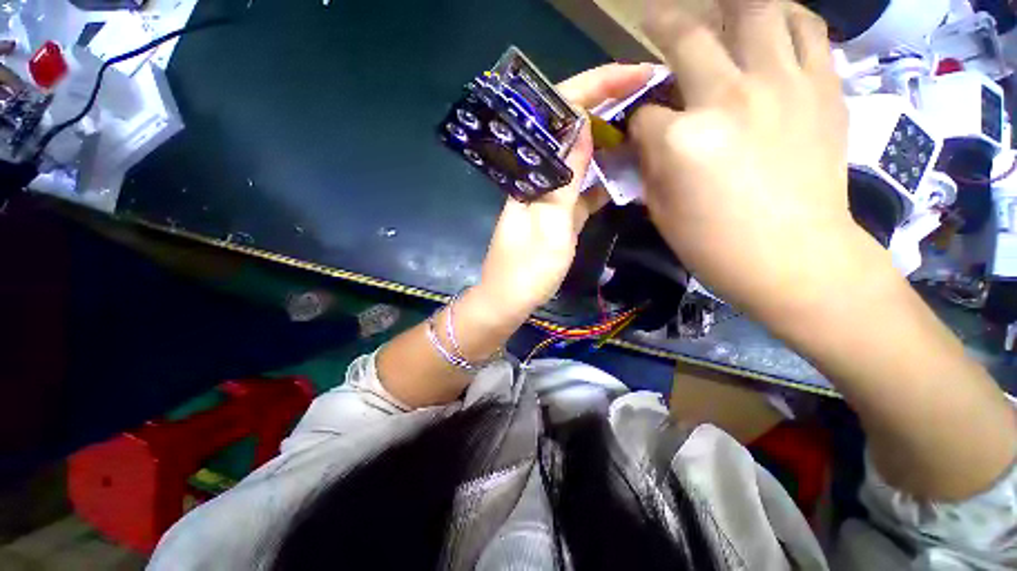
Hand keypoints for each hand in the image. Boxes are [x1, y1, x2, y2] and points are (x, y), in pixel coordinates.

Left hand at [476, 63, 653, 317]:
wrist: (510, 299)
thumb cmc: (528, 269)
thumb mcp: (552, 223)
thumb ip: (566, 178)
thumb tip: (579, 127)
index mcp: (532, 176)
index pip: (558, 117)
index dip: (594, 88)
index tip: (634, 74)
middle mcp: (540, 179)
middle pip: (571, 133)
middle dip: (606, 107)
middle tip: (647, 94)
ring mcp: (551, 197)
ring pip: (581, 159)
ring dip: (609, 141)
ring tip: (645, 125)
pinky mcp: (560, 215)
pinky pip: (584, 188)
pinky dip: (603, 179)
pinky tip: (626, 172)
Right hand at [630, 0, 881, 317]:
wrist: (795, 257)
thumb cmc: (715, 244)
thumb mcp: (660, 209)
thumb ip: (649, 164)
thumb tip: (646, 135)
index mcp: (682, 140)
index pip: (645, 113)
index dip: (638, 121)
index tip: (642, 131)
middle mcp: (730, 96)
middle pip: (689, 36)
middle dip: (664, 25)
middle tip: (655, 21)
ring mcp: (783, 85)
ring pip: (757, 10)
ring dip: (732, 6)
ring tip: (722, 12)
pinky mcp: (823, 88)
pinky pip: (807, 30)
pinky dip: (787, 19)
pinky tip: (773, 28)